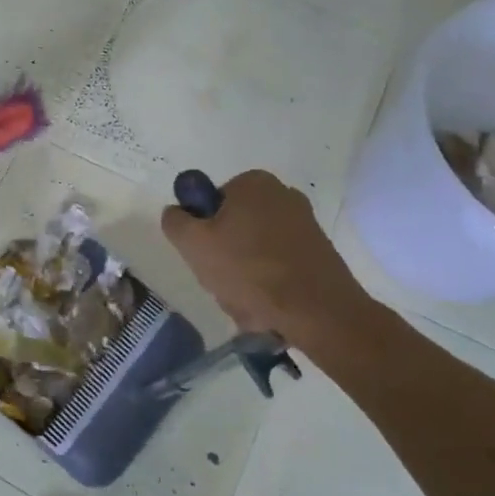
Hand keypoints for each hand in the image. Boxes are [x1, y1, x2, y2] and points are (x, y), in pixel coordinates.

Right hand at [160, 170, 372, 352]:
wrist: (319, 313)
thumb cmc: (250, 269)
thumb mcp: (193, 243)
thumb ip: (175, 221)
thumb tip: (178, 212)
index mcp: (254, 183)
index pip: (211, 202)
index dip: (202, 230)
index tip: (204, 255)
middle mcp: (283, 195)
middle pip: (233, 228)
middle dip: (224, 258)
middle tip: (221, 283)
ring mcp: (305, 226)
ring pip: (254, 252)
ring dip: (243, 278)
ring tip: (244, 303)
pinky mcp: (318, 254)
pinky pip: (278, 268)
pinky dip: (268, 287)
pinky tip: (266, 309)